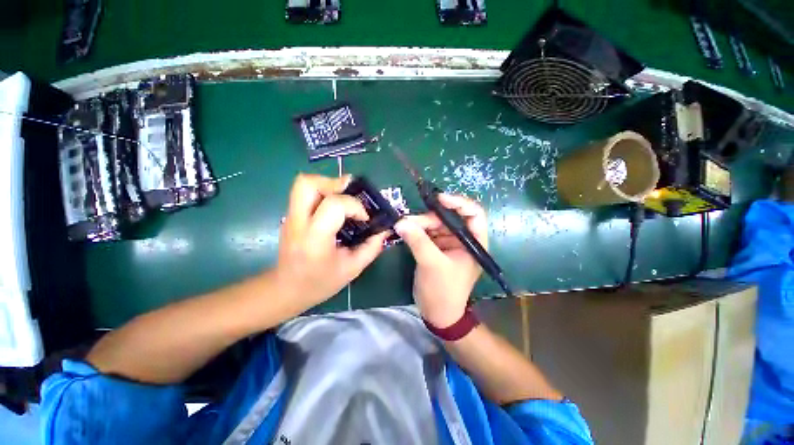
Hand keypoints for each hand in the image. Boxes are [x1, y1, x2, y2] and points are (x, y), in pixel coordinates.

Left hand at [275, 174, 389, 307]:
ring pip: (303, 184)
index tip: (365, 218)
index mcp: (315, 238)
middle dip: (333, 183)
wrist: (286, 290)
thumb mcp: (352, 269)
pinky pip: (305, 194)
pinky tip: (335, 208)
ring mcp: (290, 217)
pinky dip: (322, 193)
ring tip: (344, 198)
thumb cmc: (320, 283)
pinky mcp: (290, 216)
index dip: (354, 206)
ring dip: (327, 185)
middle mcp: (298, 222)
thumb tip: (384, 230)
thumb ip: (371, 247)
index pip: (334, 205)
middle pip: (308, 183)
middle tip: (351, 194)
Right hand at [394, 194, 486, 327]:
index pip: (474, 213)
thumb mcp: (432, 264)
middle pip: (449, 218)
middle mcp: (463, 239)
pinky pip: (427, 233)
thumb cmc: (443, 291)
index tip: (439, 199)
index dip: (459, 202)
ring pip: (435, 224)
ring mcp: (449, 243)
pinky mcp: (436, 248)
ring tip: (404, 226)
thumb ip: (418, 241)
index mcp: (474, 242)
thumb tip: (401, 222)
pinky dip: (416, 230)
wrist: (437, 313)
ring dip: (420, 224)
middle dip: (430, 217)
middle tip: (409, 221)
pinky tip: (405, 230)